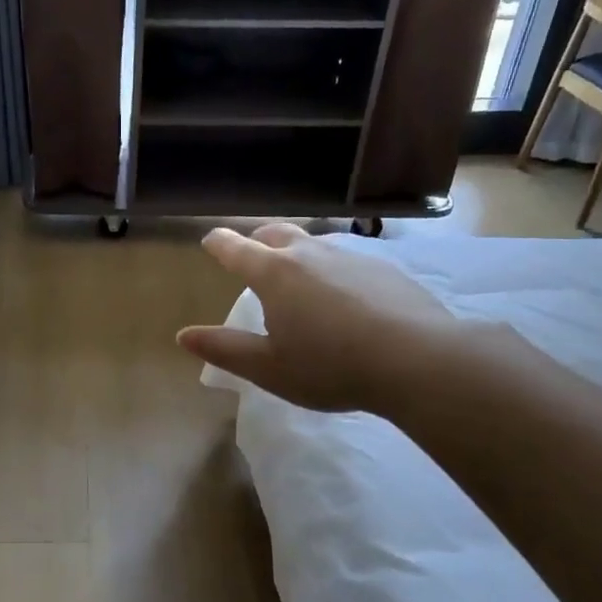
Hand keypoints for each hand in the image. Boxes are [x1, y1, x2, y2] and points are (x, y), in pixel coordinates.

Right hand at [178, 223, 461, 416]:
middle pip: (274, 234)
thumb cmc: (330, 367)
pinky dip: (331, 269)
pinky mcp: (384, 268)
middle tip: (251, 255)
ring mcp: (351, 256)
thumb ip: (224, 349)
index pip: (235, 249)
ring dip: (296, 253)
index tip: (209, 240)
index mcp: (274, 274)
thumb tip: (183, 335)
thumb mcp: (268, 368)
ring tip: (297, 277)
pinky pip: (346, 259)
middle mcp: (309, 254)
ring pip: (314, 244)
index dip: (218, 243)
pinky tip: (343, 296)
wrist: (418, 360)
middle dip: (256, 241)